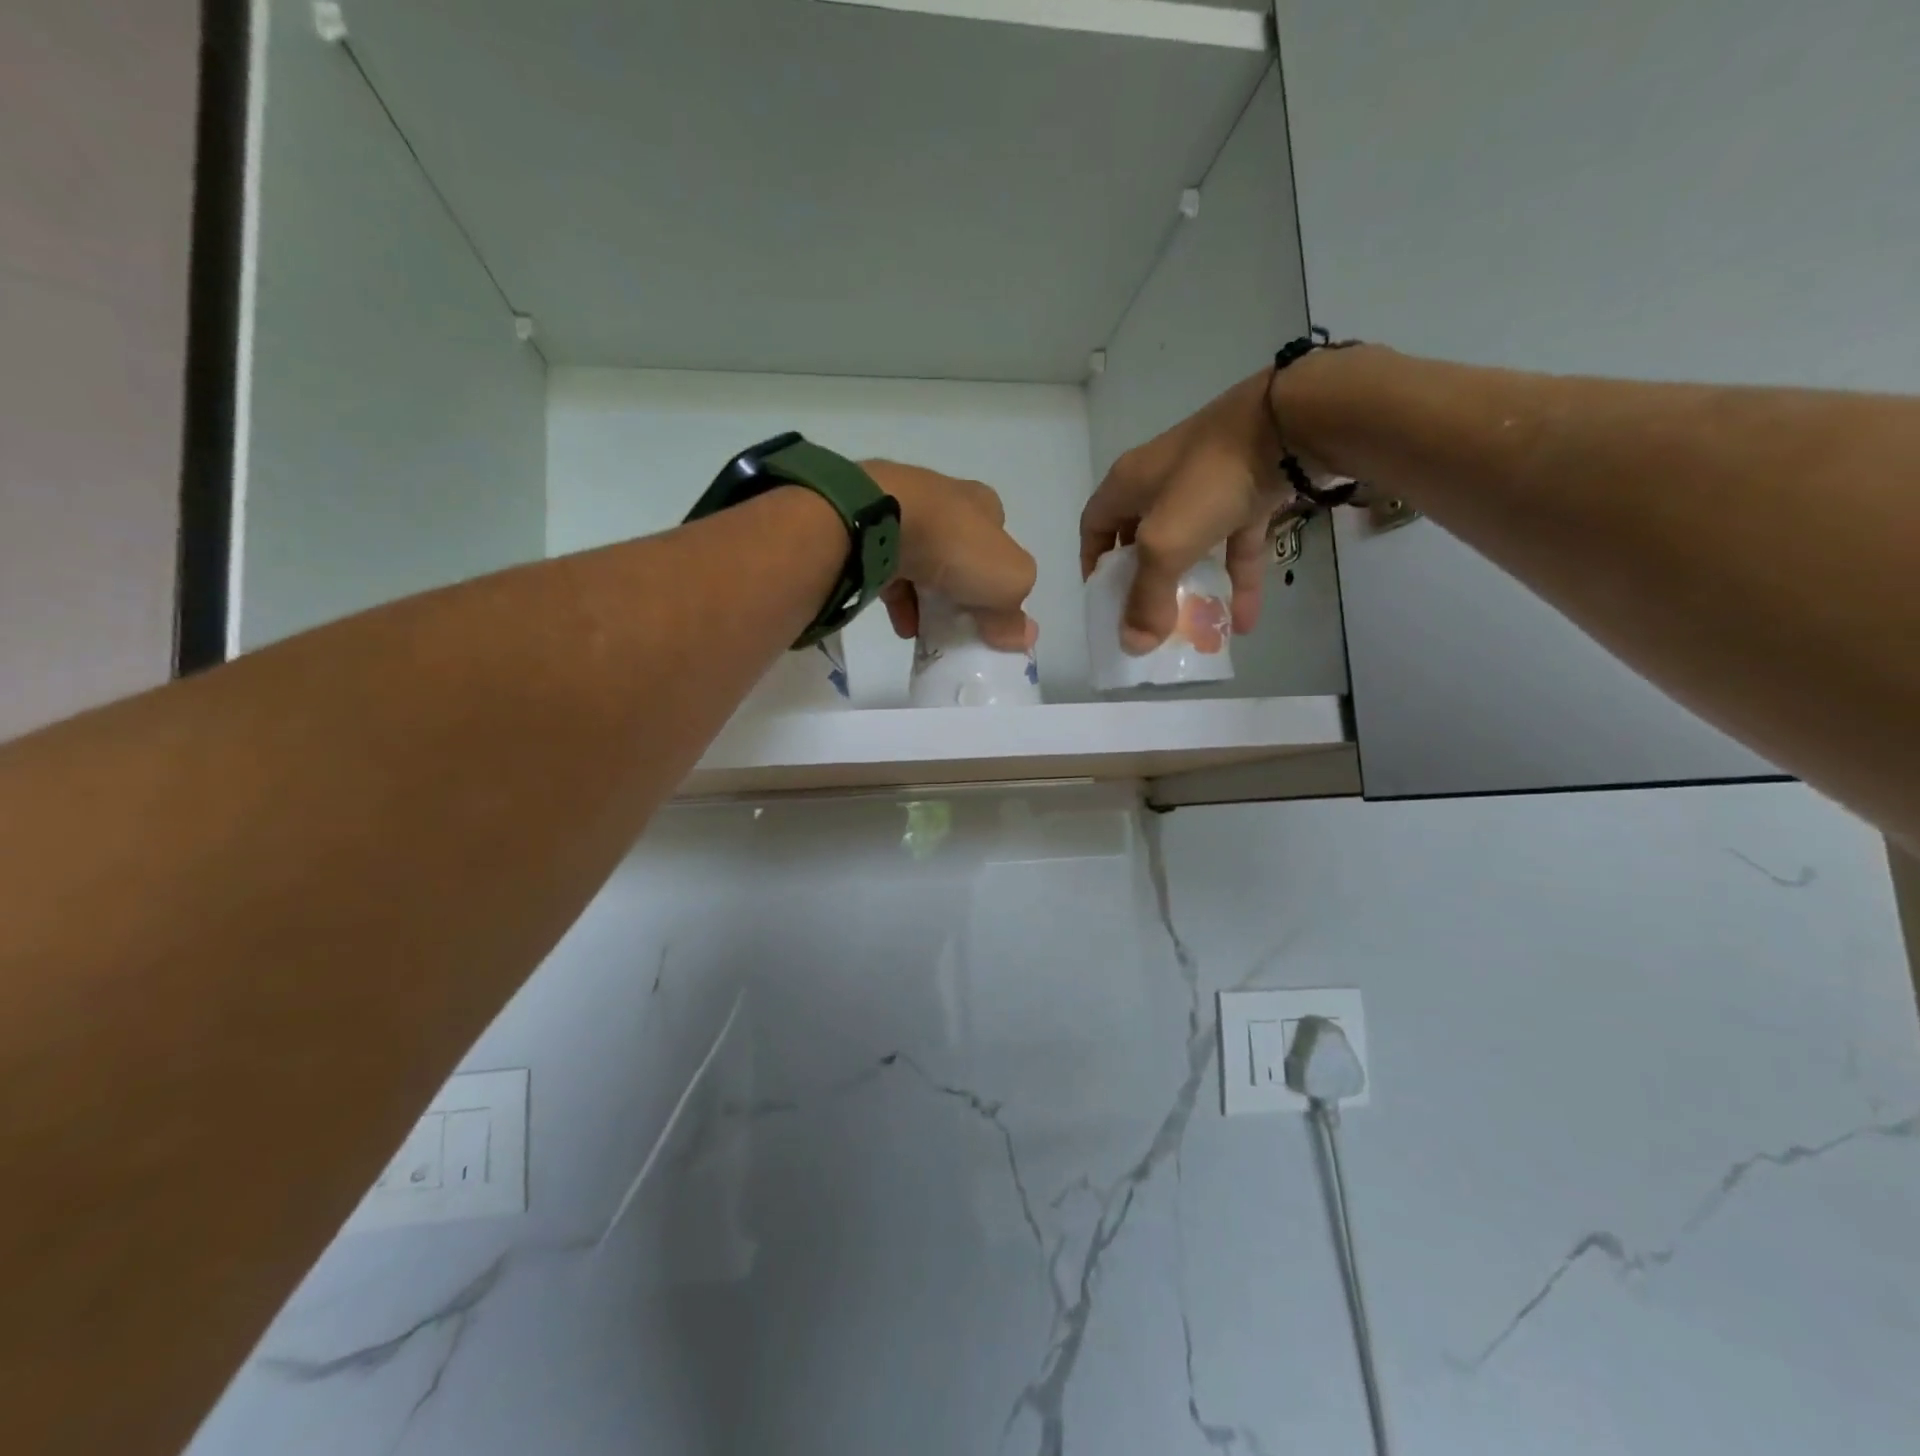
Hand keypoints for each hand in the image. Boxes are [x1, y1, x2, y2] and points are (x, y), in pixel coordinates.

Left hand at [864, 461, 1038, 651]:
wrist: (882, 523)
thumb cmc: (957, 546)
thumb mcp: (1008, 582)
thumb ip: (1015, 611)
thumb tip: (1022, 636)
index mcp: (982, 503)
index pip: (998, 539)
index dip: (999, 575)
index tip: (993, 608)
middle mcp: (944, 500)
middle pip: (959, 552)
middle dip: (961, 588)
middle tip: (961, 622)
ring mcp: (903, 513)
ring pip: (922, 562)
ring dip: (927, 598)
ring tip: (928, 632)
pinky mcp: (870, 532)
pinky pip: (889, 571)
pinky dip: (899, 598)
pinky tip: (903, 625)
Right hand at [1078, 371, 1290, 653]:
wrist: (1290, 425)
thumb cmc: (1207, 481)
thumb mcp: (1165, 545)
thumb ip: (1147, 597)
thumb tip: (1132, 646)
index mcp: (1128, 485)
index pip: (1095, 526)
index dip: (1093, 564)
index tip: (1104, 601)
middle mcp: (1162, 481)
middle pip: (1141, 539)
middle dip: (1145, 583)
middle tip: (1148, 620)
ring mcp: (1207, 485)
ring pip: (1191, 545)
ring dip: (1193, 586)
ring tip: (1196, 628)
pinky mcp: (1248, 491)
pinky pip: (1235, 544)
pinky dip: (1237, 579)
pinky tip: (1243, 621)